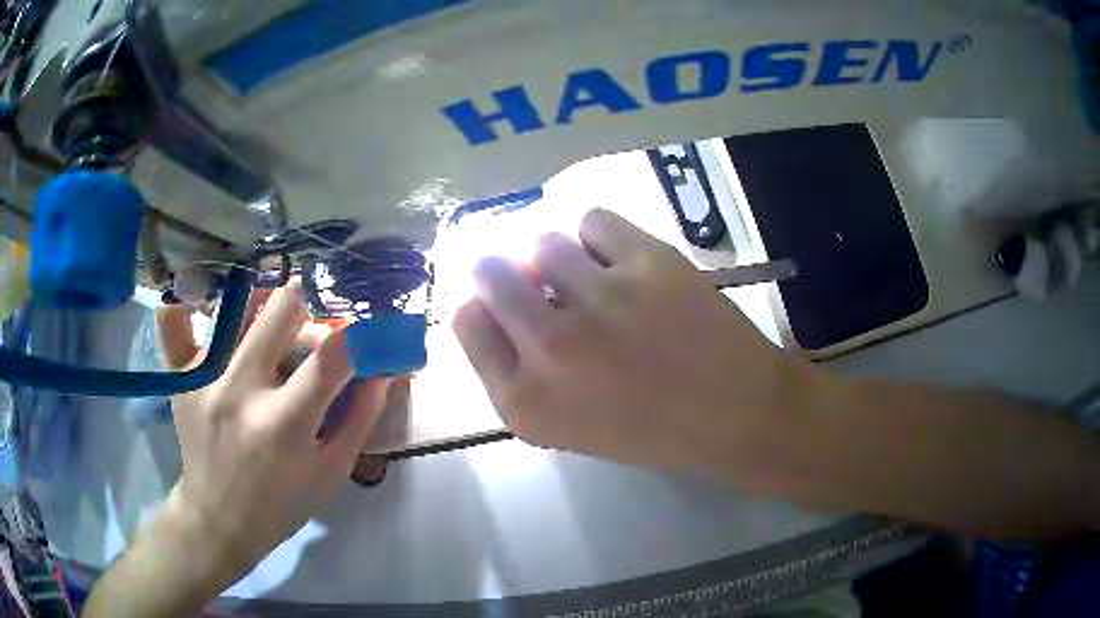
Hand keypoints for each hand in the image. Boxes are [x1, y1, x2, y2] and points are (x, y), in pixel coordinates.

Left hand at [155, 281, 387, 588]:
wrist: (217, 520)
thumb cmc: (281, 505)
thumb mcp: (330, 474)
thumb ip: (360, 419)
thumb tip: (383, 368)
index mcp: (284, 425)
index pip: (331, 357)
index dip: (359, 334)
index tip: (366, 328)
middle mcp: (240, 391)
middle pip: (281, 310)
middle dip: (308, 306)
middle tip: (310, 321)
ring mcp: (204, 380)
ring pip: (237, 305)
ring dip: (263, 305)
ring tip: (268, 324)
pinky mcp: (180, 378)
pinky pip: (173, 323)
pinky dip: (188, 307)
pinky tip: (205, 308)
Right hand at [453, 209, 811, 481]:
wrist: (737, 413)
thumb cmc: (651, 430)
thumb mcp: (565, 425)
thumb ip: (517, 373)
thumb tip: (495, 301)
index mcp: (524, 402)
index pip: (466, 320)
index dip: (483, 305)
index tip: (505, 304)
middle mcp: (551, 347)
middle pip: (490, 270)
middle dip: (506, 270)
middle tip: (539, 280)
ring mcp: (601, 300)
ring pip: (542, 241)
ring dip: (559, 257)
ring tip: (591, 277)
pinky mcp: (648, 263)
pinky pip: (593, 220)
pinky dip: (599, 236)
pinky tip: (619, 261)